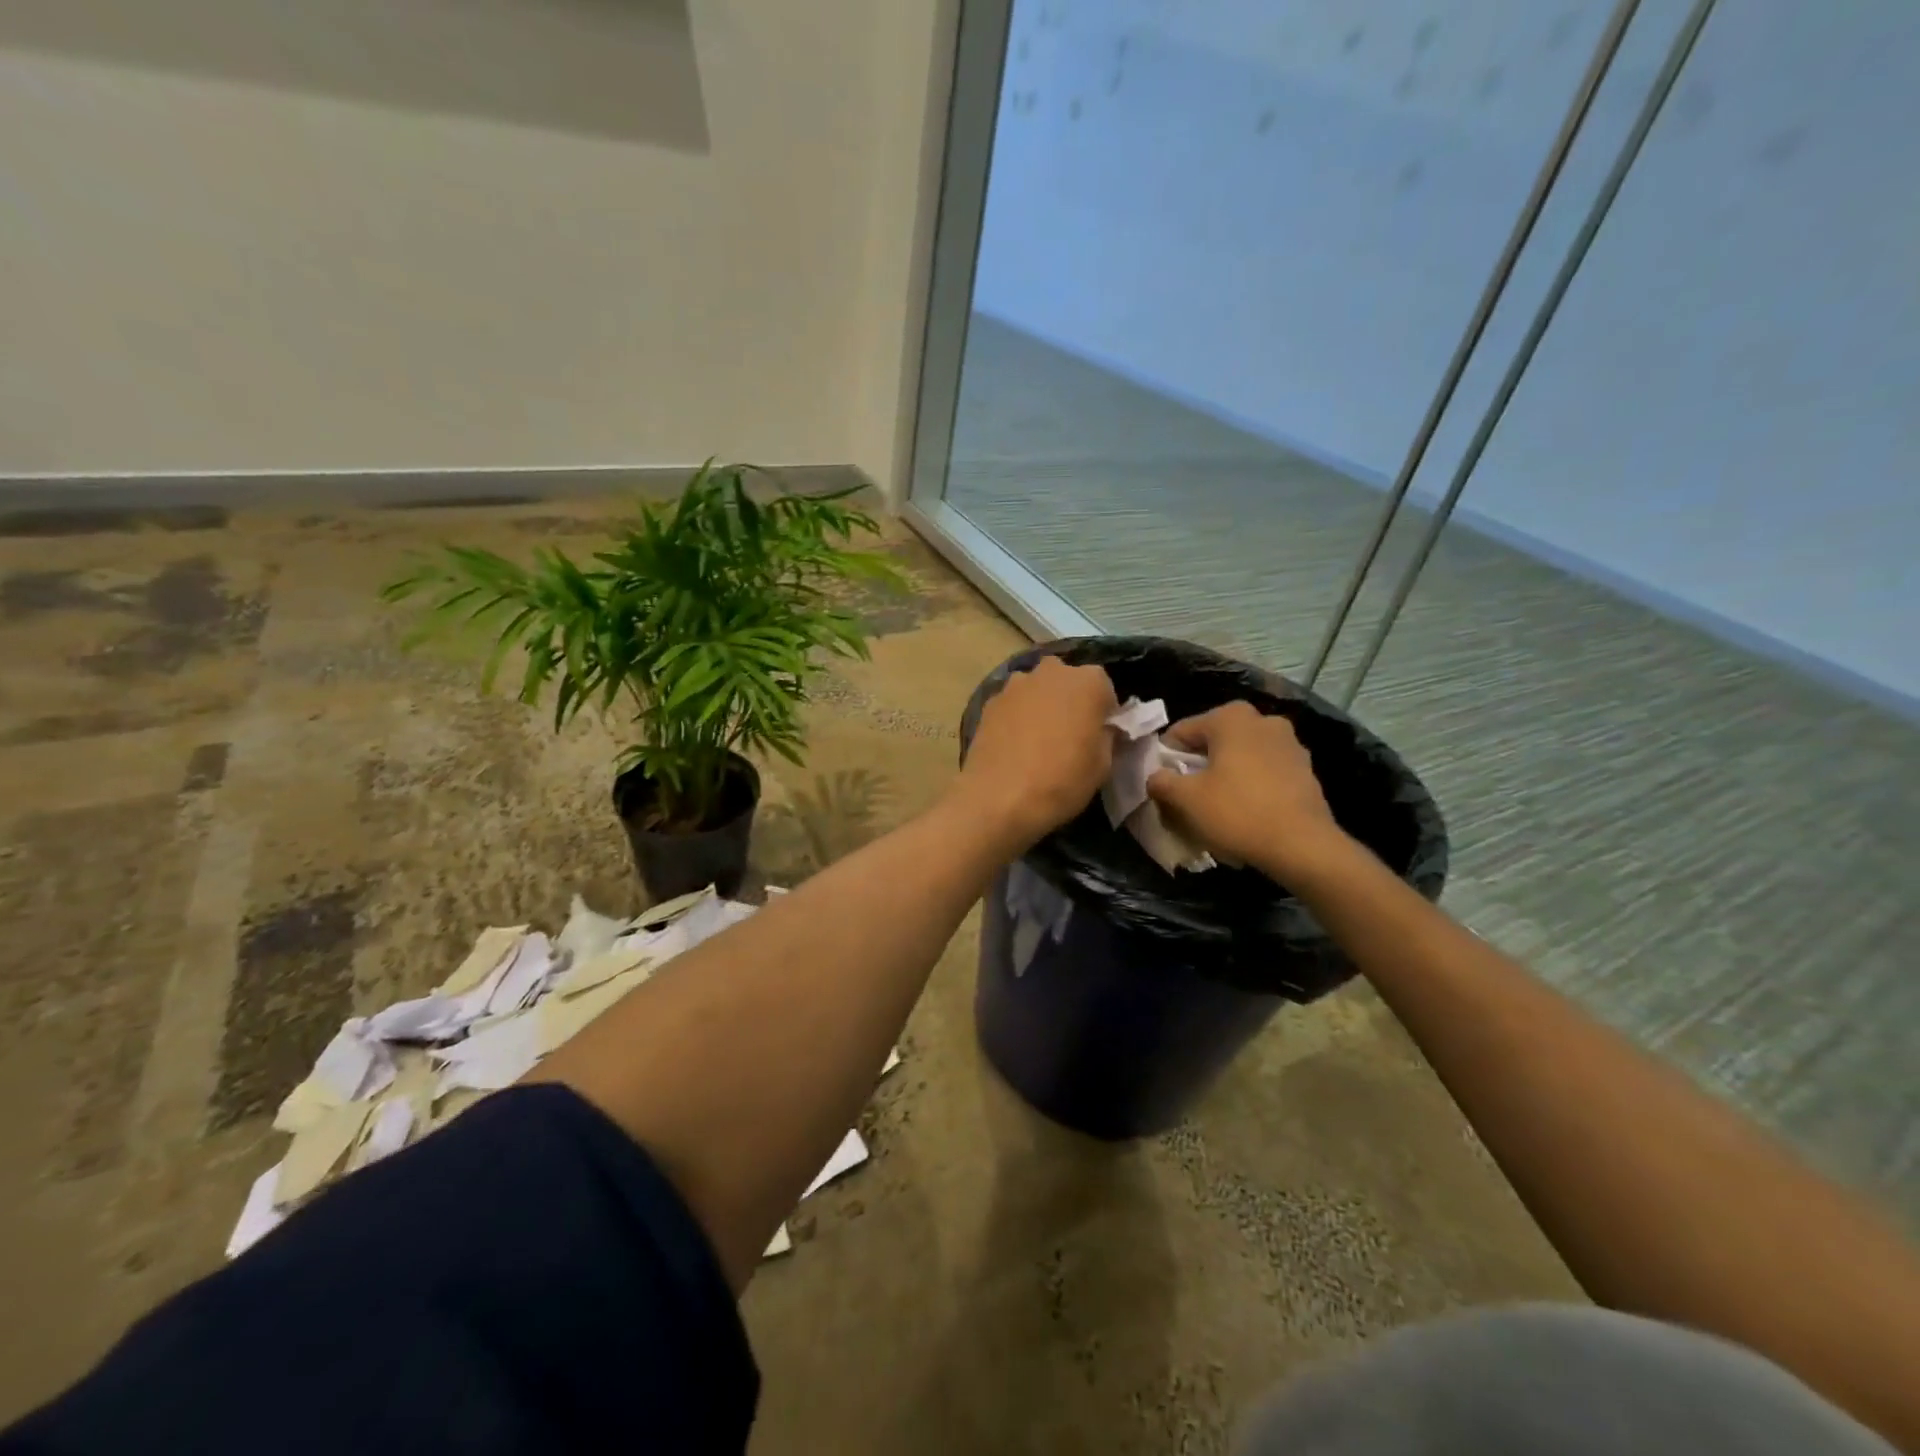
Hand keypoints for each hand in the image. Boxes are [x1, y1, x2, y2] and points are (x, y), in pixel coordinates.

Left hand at [955, 656, 1117, 849]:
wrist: (999, 798)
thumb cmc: (1062, 780)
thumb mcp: (1103, 765)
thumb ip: (1106, 736)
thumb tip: (1100, 729)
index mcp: (1088, 681)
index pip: (1104, 689)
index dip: (1103, 713)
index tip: (1098, 735)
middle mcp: (1051, 672)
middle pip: (1067, 682)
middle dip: (1070, 702)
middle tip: (1069, 735)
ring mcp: (1016, 684)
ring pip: (1037, 690)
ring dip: (1041, 706)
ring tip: (1038, 741)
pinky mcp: (990, 701)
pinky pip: (1013, 705)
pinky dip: (1017, 717)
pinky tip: (1015, 746)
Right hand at [1146, 701, 1350, 881]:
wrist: (1303, 847)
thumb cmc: (1238, 813)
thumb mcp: (1186, 799)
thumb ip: (1161, 781)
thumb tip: (1156, 777)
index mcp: (1231, 717)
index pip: (1181, 732)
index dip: (1165, 759)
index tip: (1162, 786)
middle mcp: (1262, 720)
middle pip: (1213, 742)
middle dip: (1197, 766)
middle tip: (1187, 797)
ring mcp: (1289, 743)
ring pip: (1240, 756)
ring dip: (1224, 775)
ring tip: (1216, 807)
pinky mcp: (1305, 769)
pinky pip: (1264, 771)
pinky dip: (1250, 785)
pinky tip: (1245, 812)